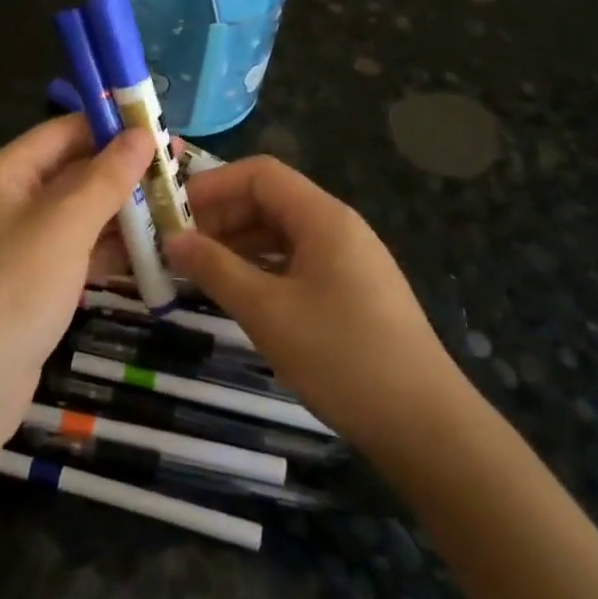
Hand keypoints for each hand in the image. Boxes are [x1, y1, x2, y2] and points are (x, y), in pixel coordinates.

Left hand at [0, 115, 154, 442]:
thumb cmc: (12, 290)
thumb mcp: (64, 225)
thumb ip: (106, 177)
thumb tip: (142, 133)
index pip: (59, 133)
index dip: (108, 126)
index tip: (158, 127)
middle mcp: (3, 204)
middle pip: (69, 173)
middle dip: (121, 171)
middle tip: (176, 170)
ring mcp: (15, 248)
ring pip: (75, 216)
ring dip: (120, 212)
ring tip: (174, 207)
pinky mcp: (29, 286)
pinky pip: (73, 252)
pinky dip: (106, 249)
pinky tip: (150, 251)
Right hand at [163, 156, 471, 457]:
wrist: (425, 424)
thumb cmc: (342, 357)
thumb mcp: (267, 312)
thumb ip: (215, 269)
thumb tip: (172, 239)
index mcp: (323, 217)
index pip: (260, 174)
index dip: (214, 185)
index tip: (174, 212)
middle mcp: (338, 226)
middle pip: (271, 200)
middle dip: (222, 216)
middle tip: (179, 246)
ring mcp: (350, 259)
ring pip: (283, 232)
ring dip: (239, 244)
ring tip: (199, 270)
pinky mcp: (353, 290)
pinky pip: (298, 260)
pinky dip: (263, 267)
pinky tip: (240, 292)